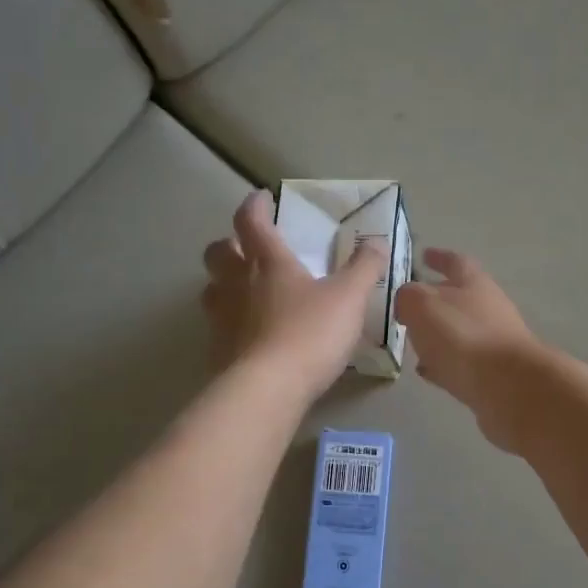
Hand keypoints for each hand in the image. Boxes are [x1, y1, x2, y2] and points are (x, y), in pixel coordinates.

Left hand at [201, 191, 385, 401]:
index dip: (254, 205)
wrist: (267, 389)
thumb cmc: (309, 333)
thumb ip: (364, 268)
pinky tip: (249, 336)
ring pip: (211, 289)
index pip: (251, 221)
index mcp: (267, 262)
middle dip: (229, 244)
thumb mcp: (349, 298)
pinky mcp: (217, 351)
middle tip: (247, 249)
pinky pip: (218, 327)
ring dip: (224, 284)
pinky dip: (230, 324)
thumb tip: (376, 243)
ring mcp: (221, 318)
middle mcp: (236, 284)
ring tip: (245, 293)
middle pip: (218, 252)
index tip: (261, 198)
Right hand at [394, 249, 545, 453]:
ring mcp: (494, 342)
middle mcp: (488, 308)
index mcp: (474, 283)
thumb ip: (408, 297)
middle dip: (435, 300)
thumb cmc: (463, 337)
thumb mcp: (422, 305)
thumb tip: (407, 301)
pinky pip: (462, 363)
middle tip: (410, 306)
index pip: (455, 262)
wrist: (509, 387)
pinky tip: (428, 371)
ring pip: (460, 332)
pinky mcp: (493, 374)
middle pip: (460, 298)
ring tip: (413, 340)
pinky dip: (444, 362)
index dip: (439, 257)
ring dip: (438, 334)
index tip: (424, 255)